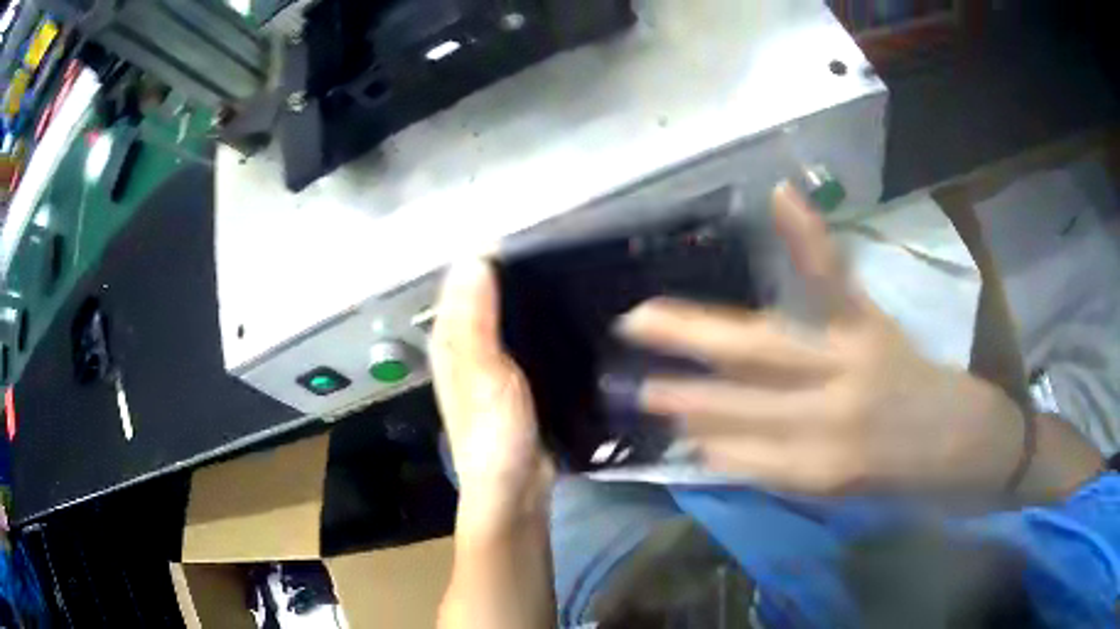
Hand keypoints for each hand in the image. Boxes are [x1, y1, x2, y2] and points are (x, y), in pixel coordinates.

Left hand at [431, 259, 552, 533]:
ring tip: (563, 271)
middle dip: (508, 271)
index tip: (524, 231)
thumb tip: (473, 258)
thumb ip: (476, 318)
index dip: (484, 256)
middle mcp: (464, 348)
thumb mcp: (483, 372)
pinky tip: (562, 314)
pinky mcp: (513, 380)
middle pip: (482, 297)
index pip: (461, 283)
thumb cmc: (493, 431)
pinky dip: (535, 322)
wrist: (514, 486)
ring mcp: (489, 365)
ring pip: (503, 316)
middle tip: (553, 247)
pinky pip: (521, 338)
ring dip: (523, 295)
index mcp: (449, 341)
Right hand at [619, 184, 1025, 494]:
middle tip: (626, 376)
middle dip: (681, 389)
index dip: (699, 439)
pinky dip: (807, 238)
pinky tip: (779, 197)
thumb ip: (792, 470)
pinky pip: (835, 281)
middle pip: (742, 398)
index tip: (662, 427)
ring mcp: (855, 362)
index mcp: (825, 470)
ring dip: (704, 334)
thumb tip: (732, 446)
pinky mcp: (877, 325)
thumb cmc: (917, 483)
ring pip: (767, 347)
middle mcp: (831, 417)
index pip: (740, 453)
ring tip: (651, 316)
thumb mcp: (851, 498)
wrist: (977, 446)